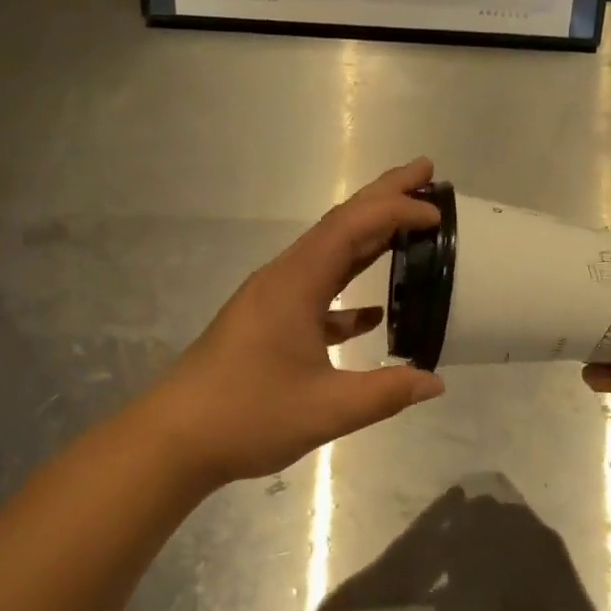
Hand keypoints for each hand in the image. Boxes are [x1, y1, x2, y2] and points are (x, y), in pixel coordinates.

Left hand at [140, 160, 445, 487]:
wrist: (173, 439)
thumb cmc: (247, 416)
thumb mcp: (326, 410)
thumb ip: (386, 393)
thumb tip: (435, 381)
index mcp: (295, 283)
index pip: (351, 228)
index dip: (396, 210)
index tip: (437, 212)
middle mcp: (283, 278)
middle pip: (340, 224)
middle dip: (383, 196)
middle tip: (426, 171)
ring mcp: (272, 299)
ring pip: (328, 255)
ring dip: (368, 237)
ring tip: (409, 225)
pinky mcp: (266, 323)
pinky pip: (316, 293)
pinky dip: (347, 293)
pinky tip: (372, 313)